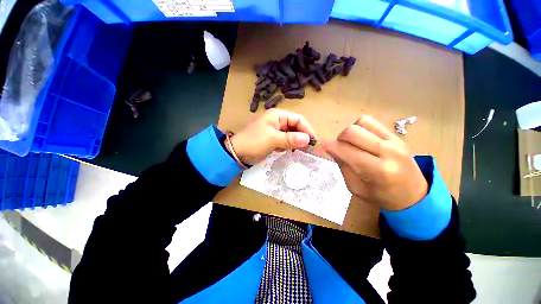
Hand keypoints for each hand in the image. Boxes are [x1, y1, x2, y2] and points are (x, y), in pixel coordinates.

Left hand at [227, 109, 316, 164]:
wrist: (236, 153)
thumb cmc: (254, 142)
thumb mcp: (273, 140)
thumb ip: (291, 139)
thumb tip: (308, 140)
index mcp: (277, 116)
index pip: (297, 119)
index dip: (307, 129)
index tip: (314, 141)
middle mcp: (277, 121)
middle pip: (295, 126)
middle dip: (302, 136)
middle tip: (310, 148)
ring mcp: (274, 130)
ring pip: (290, 134)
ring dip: (296, 142)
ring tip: (302, 150)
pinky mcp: (272, 139)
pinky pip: (285, 141)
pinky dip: (289, 146)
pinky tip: (290, 151)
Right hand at [322, 115, 427, 210]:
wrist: (414, 195)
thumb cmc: (382, 196)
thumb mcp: (356, 188)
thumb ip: (343, 166)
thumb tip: (330, 148)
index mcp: (377, 171)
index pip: (346, 150)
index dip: (330, 146)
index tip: (323, 146)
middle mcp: (388, 152)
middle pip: (352, 132)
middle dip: (339, 138)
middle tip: (340, 148)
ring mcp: (394, 141)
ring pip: (362, 123)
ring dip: (350, 132)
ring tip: (352, 143)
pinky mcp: (396, 136)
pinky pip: (372, 122)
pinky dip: (361, 128)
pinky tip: (362, 139)